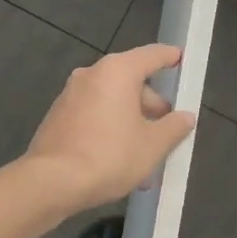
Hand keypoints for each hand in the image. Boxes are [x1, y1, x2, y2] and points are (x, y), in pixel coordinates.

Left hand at [22, 44, 196, 211]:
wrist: (52, 182)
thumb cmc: (110, 156)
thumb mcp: (153, 145)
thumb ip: (173, 127)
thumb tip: (185, 117)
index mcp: (117, 72)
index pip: (151, 55)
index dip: (169, 57)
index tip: (181, 58)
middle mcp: (91, 75)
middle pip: (131, 81)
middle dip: (151, 105)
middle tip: (167, 129)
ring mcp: (70, 95)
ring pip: (112, 102)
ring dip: (131, 122)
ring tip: (146, 155)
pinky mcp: (57, 117)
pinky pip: (94, 116)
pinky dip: (110, 129)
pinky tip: (120, 160)